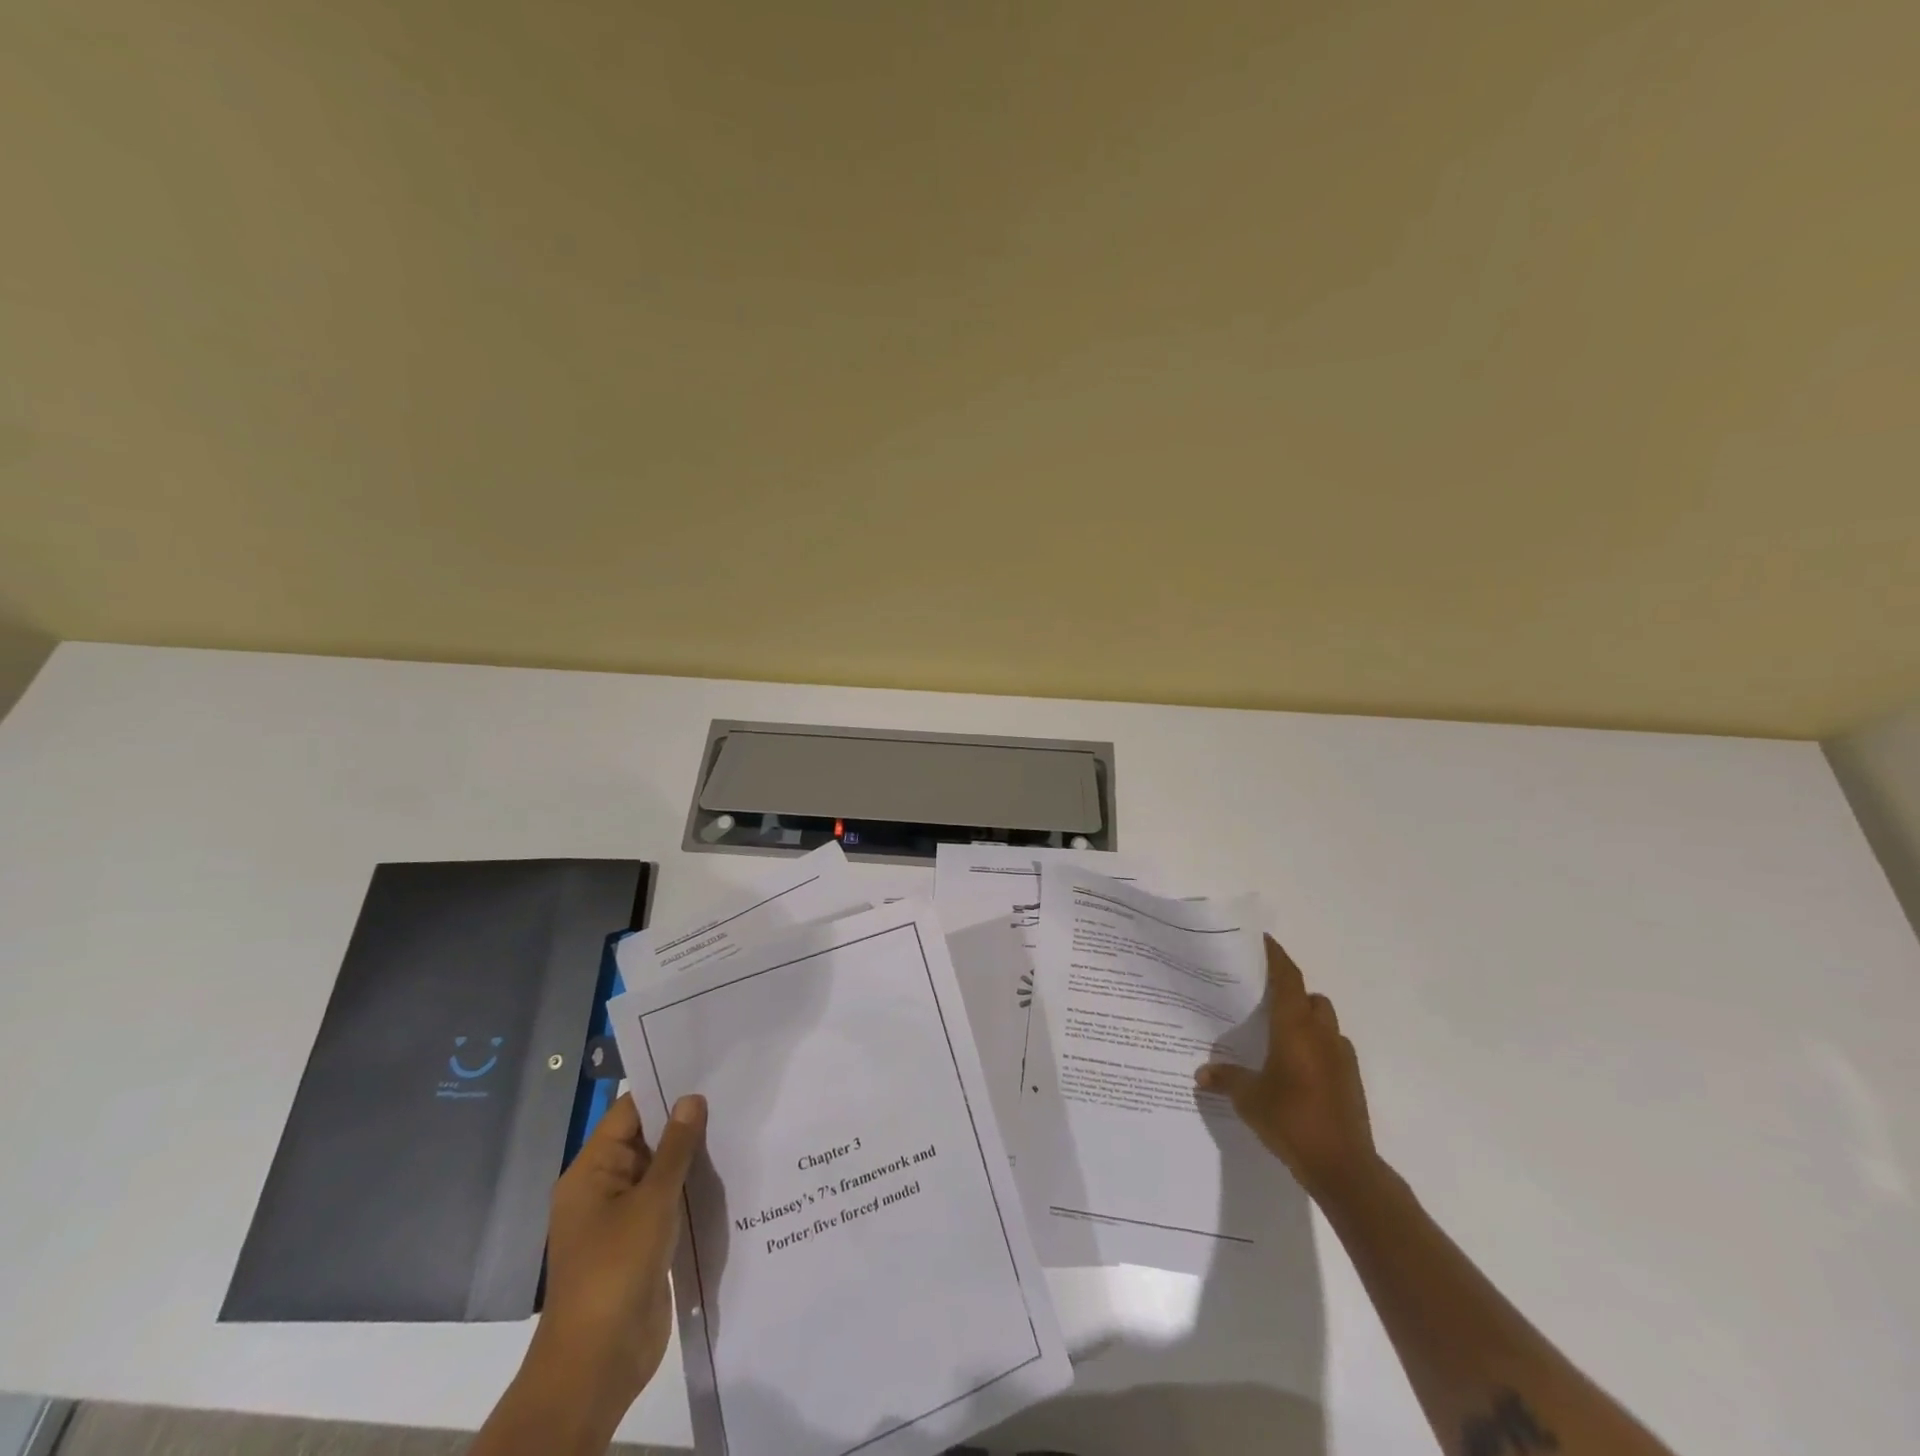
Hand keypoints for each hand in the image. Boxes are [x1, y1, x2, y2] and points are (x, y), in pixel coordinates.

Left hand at [534, 1091, 707, 1420]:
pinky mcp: (642, 1244)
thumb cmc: (616, 1269)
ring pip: (661, 1172)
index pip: (629, 1113)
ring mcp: (622, 1218)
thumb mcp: (652, 1201)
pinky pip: (668, 1202)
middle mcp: (603, 1188)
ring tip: (738, 1125)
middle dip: (685, 1121)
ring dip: (692, 1157)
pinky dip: (692, 1188)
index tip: (706, 1068)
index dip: (664, 1089)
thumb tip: (692, 1098)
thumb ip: (675, 1148)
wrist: (598, 1362)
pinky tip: (729, 1173)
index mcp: (591, 1171)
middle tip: (732, 1093)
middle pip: (646, 1140)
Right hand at [1196, 934, 1375, 1199]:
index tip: (1264, 941)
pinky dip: (1318, 1047)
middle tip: (1264, 998)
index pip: (1288, 979)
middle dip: (1291, 992)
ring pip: (1325, 1022)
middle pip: (1310, 997)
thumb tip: (1201, 1073)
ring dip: (1307, 1020)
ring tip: (1280, 1035)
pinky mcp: (1351, 1080)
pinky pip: (1334, 1049)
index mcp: (1295, 1028)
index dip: (1277, 956)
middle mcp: (1321, 1034)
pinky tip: (1298, 1068)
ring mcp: (1341, 1057)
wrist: (1344, 1167)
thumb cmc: (1291, 1120)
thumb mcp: (1249, 1100)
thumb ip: (1226, 1079)